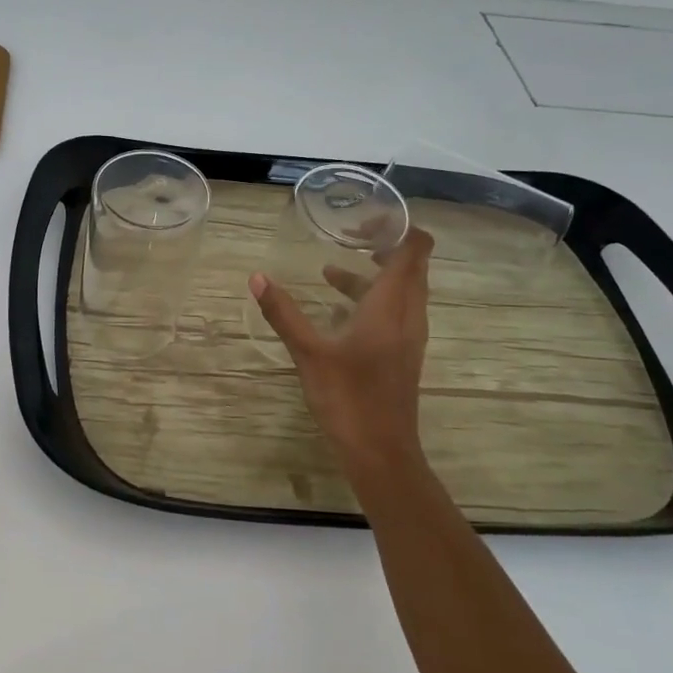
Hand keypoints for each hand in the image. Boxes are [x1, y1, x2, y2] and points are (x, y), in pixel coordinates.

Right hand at [249, 230, 435, 509]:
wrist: (381, 453)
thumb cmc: (349, 399)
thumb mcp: (309, 353)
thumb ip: (283, 313)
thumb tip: (257, 277)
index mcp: (392, 306)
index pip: (415, 249)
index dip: (398, 226)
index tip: (364, 218)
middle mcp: (408, 315)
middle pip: (411, 266)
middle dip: (383, 245)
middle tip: (346, 235)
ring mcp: (408, 336)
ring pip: (401, 291)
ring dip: (373, 275)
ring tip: (330, 270)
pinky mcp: (401, 354)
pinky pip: (394, 311)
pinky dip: (371, 299)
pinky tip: (336, 311)